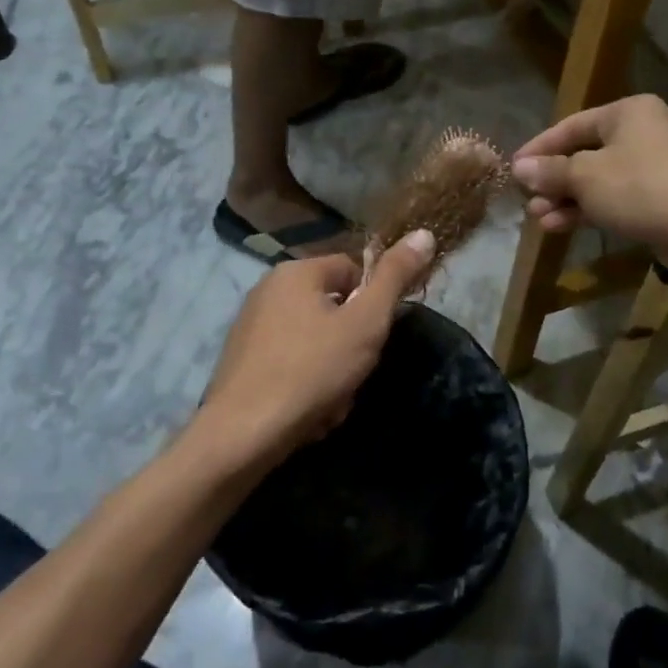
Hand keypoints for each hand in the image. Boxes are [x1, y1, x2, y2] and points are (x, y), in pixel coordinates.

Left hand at [198, 231, 437, 466]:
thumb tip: (424, 233)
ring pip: (316, 342)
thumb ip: (395, 277)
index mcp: (296, 271)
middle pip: (335, 309)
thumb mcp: (366, 322)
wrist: (243, 435)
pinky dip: (306, 385)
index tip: (375, 338)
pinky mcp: (243, 361)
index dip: (373, 305)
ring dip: (333, 372)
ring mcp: (251, 326)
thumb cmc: (312, 370)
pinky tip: (308, 414)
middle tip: (354, 375)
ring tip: (331, 402)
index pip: (354, 271)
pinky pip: (292, 364)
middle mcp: (268, 289)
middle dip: (352, 346)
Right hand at [511, 95, 667, 257]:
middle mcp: (642, 131)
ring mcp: (654, 165)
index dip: (539, 148)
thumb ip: (550, 171)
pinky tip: (560, 226)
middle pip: (584, 153)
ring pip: (598, 179)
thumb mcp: (586, 177)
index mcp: (627, 112)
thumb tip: (520, 167)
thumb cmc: (640, 188)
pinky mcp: (660, 196)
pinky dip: (589, 209)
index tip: (514, 169)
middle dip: (553, 180)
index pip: (571, 125)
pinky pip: (615, 197)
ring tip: (539, 218)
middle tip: (527, 199)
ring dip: (567, 198)